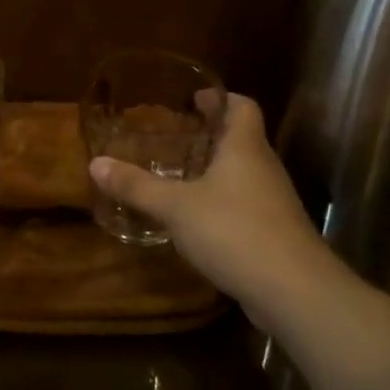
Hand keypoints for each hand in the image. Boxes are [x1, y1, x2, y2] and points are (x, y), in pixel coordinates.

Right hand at [88, 94, 322, 313]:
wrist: (294, 291)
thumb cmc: (234, 231)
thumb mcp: (176, 207)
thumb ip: (137, 186)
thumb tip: (95, 163)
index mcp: (245, 148)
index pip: (243, 106)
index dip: (221, 98)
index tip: (195, 99)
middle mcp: (265, 167)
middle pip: (244, 138)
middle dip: (213, 135)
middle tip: (178, 136)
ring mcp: (275, 202)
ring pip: (246, 173)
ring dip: (218, 170)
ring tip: (183, 175)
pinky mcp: (276, 232)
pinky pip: (248, 204)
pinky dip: (225, 202)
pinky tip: (200, 220)